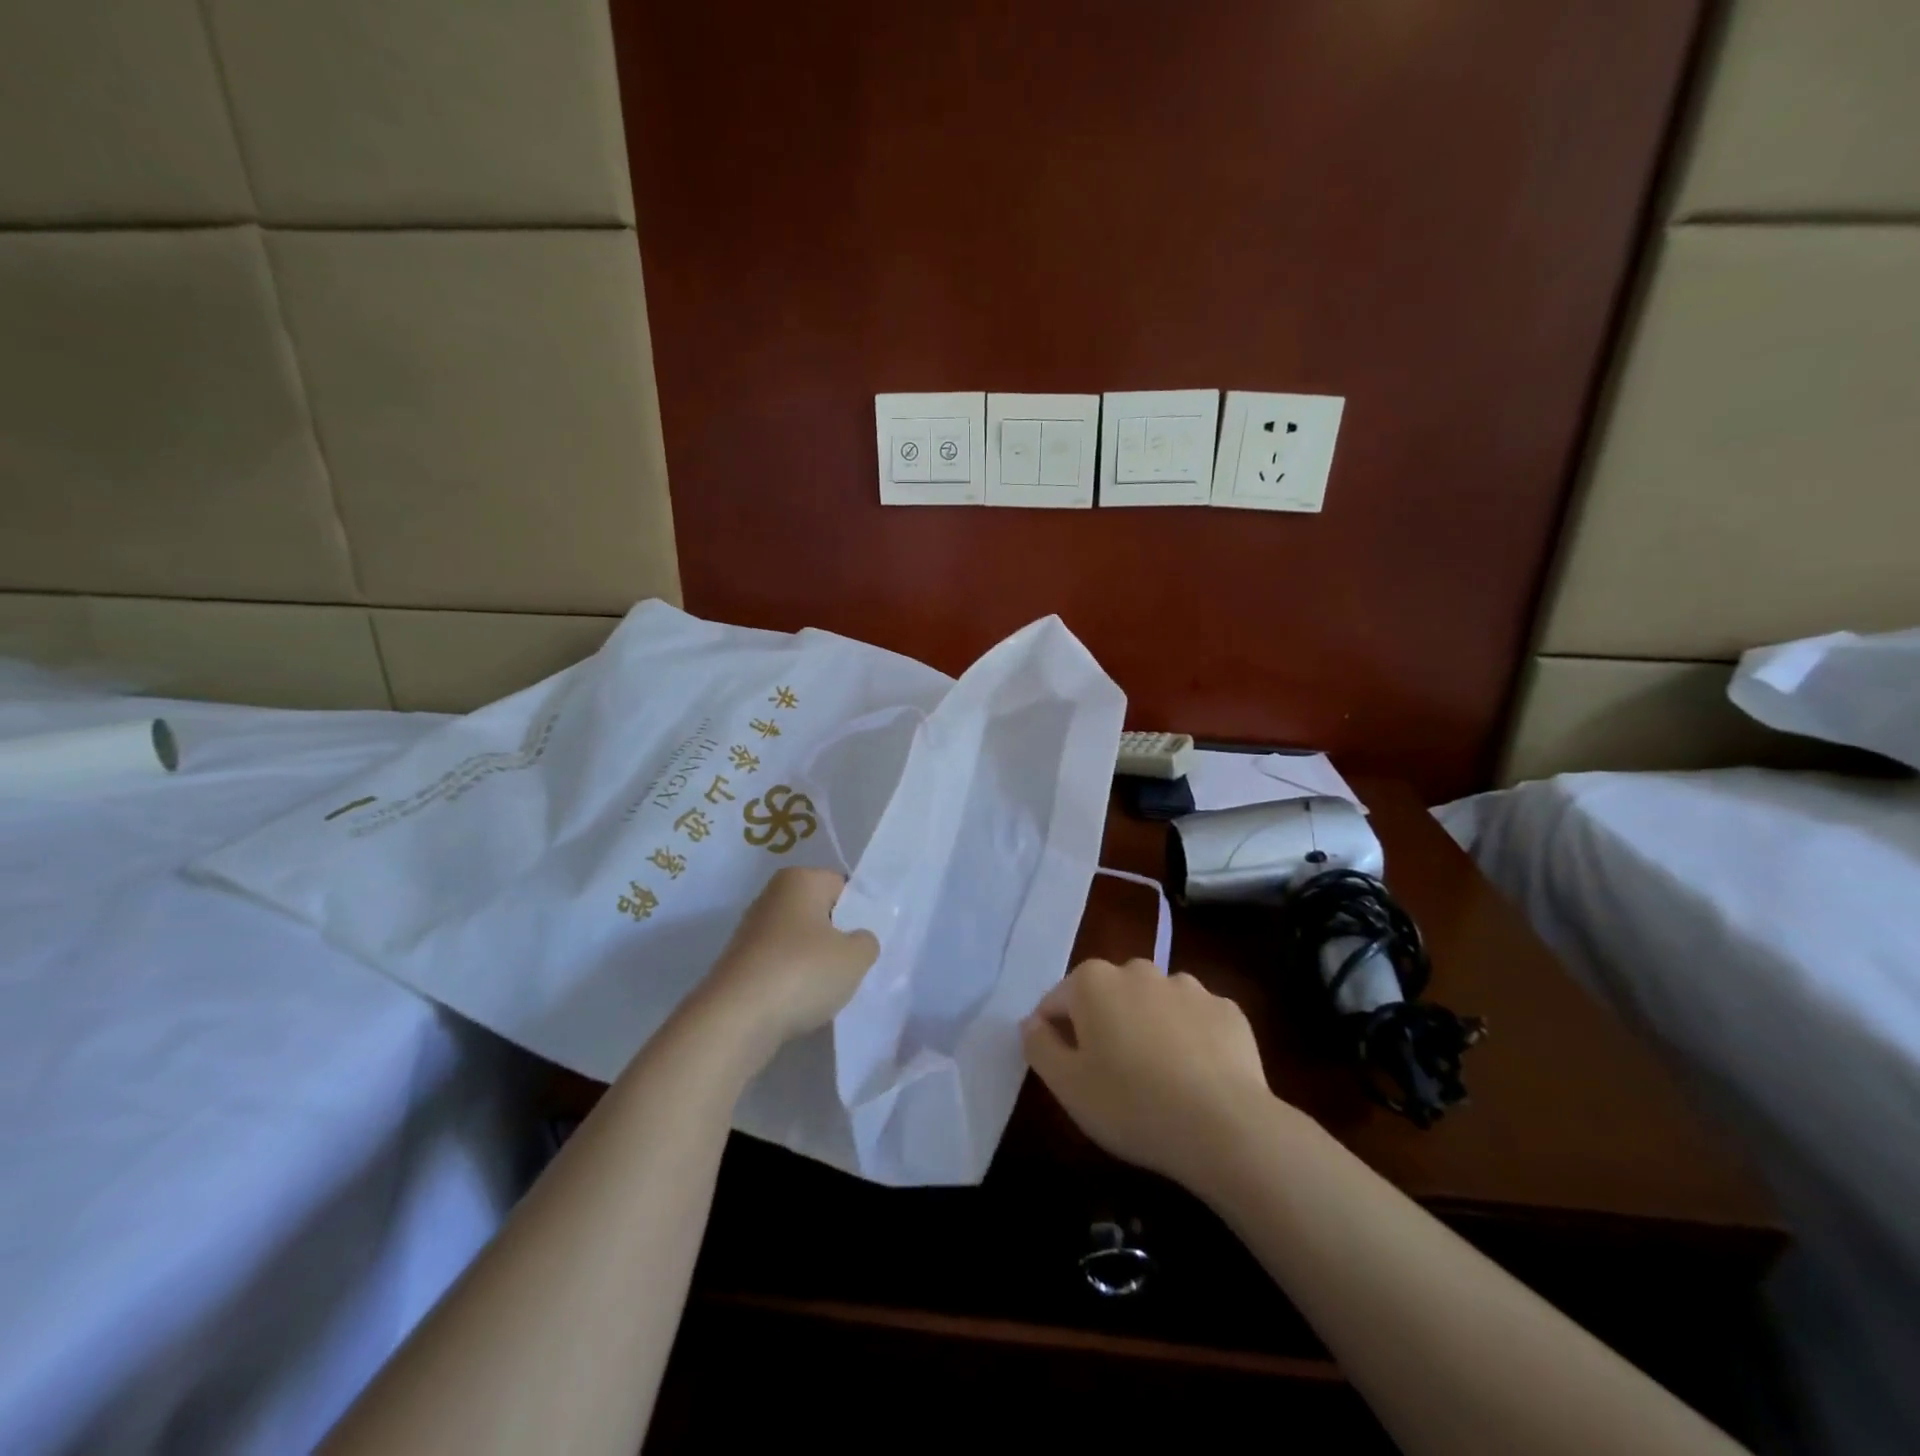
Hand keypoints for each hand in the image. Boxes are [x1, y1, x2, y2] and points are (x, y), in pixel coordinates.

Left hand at [699, 867, 878, 1066]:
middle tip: (853, 965)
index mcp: (800, 879)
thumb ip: (866, 942)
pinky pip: (779, 964)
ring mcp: (751, 930)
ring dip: (813, 961)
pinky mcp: (739, 963)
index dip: (858, 913)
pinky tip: (801, 1002)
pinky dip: (791, 980)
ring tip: (828, 989)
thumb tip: (858, 940)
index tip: (866, 942)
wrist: (736, 1019)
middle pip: (818, 912)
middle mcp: (771, 896)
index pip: (842, 886)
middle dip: (835, 936)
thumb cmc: (803, 972)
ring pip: (798, 941)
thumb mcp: (855, 957)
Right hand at [1023, 959, 1278, 1193]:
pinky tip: (1197, 1078)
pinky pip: (1196, 1021)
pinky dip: (1191, 1040)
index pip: (1057, 1001)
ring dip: (1148, 1028)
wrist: (1225, 1127)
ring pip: (1154, 1004)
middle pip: (1108, 996)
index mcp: (1093, 982)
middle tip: (1112, 1076)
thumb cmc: (1131, 1104)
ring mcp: (1188, 986)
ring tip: (1159, 1078)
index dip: (1055, 1035)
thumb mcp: (1066, 1085)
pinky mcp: (1227, 1010)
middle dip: (1104, 1026)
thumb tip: (1033, 1023)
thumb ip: (1039, 1046)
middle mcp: (1139, 970)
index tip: (1067, 1070)